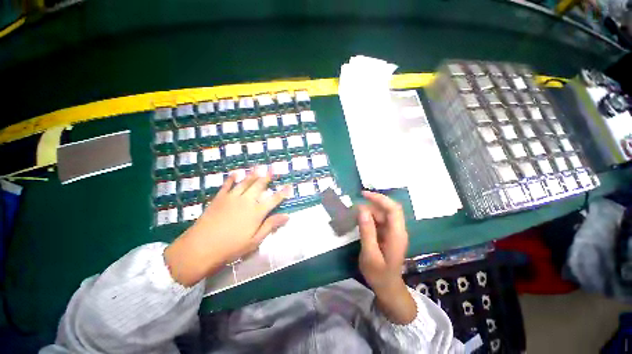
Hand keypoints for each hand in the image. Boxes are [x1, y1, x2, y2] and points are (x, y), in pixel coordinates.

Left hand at [164, 170, 289, 286]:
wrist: (201, 247)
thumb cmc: (231, 247)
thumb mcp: (255, 240)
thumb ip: (271, 225)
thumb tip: (287, 216)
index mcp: (257, 212)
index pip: (274, 199)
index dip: (283, 192)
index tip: (290, 186)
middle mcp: (247, 201)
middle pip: (260, 186)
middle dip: (268, 177)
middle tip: (273, 169)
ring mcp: (232, 197)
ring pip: (246, 182)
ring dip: (253, 174)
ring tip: (259, 167)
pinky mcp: (219, 198)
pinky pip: (227, 185)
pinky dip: (232, 178)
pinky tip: (235, 173)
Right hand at [358, 191, 407, 291]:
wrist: (388, 288)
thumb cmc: (379, 274)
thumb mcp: (370, 254)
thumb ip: (367, 231)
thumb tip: (362, 209)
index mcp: (397, 234)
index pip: (393, 209)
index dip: (380, 198)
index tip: (363, 194)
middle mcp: (397, 230)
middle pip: (387, 209)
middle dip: (371, 205)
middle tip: (354, 209)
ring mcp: (393, 232)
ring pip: (382, 214)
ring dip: (369, 211)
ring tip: (354, 216)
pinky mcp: (388, 234)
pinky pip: (379, 220)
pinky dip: (369, 218)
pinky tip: (360, 222)